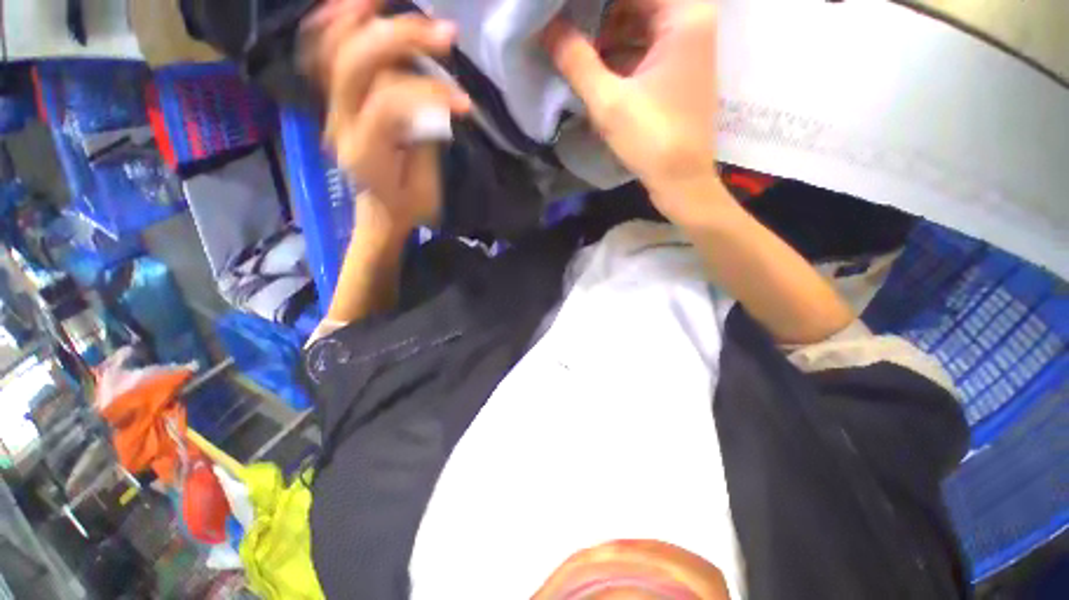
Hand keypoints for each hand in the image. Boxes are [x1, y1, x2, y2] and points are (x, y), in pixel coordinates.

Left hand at [303, 0, 470, 229]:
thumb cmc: (409, 206)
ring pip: (334, 50)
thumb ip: (424, 138)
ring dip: (363, 17)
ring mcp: (332, 109)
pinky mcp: (335, 102)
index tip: (466, 103)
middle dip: (402, 40)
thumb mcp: (426, 186)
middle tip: (445, 35)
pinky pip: (324, 54)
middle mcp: (340, 124)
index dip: (429, 93)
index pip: (388, 102)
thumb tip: (431, 98)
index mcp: (366, 153)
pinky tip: (357, 5)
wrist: (381, 211)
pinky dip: (338, 24)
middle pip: (357, 64)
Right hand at [542, 0, 721, 223]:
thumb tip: (546, 28)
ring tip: (573, 43)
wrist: (681, 180)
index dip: (597, 2)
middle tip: (566, 23)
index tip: (568, 10)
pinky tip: (593, 64)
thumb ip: (576, 61)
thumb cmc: (651, 139)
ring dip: (607, 34)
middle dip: (600, 13)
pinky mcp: (679, 72)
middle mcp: (692, 22)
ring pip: (641, 25)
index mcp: (684, 16)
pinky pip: (645, 48)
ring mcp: (687, 48)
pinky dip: (620, 53)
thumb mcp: (608, 101)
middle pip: (639, 4)